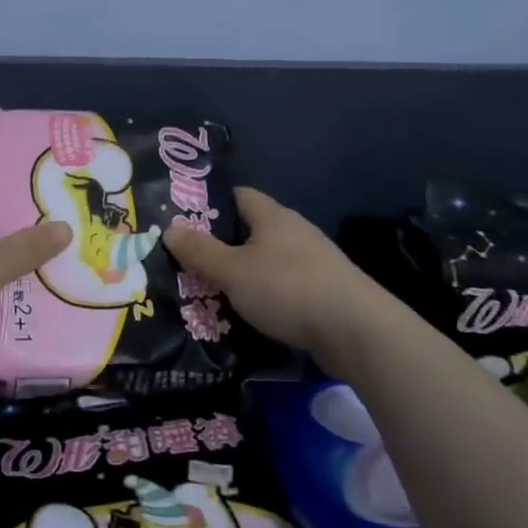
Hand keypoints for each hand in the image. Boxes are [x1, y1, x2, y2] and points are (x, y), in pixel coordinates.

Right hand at [164, 187, 387, 372]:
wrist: (358, 332)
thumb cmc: (288, 289)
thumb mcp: (232, 271)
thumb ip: (200, 251)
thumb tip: (170, 228)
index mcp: (272, 216)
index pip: (237, 195)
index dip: (210, 205)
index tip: (184, 223)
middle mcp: (294, 230)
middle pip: (251, 229)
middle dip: (222, 245)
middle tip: (190, 263)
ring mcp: (314, 260)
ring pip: (267, 260)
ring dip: (244, 274)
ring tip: (214, 292)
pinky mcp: (326, 290)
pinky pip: (285, 284)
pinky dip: (265, 294)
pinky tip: (251, 314)